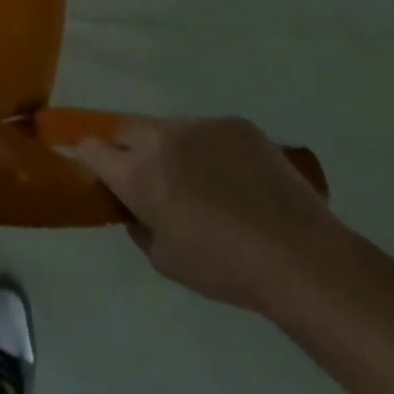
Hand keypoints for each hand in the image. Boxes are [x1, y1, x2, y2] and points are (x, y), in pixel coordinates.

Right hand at [75, 115, 349, 314]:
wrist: (303, 258)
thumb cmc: (227, 269)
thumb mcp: (166, 261)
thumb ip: (139, 226)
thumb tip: (133, 209)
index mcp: (136, 172)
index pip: (90, 147)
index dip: (91, 160)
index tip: (104, 175)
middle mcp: (159, 138)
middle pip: (126, 130)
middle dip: (130, 150)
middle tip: (155, 182)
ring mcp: (199, 125)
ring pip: (170, 129)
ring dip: (174, 149)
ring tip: (207, 184)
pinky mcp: (235, 124)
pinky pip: (210, 132)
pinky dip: (213, 150)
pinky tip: (240, 181)